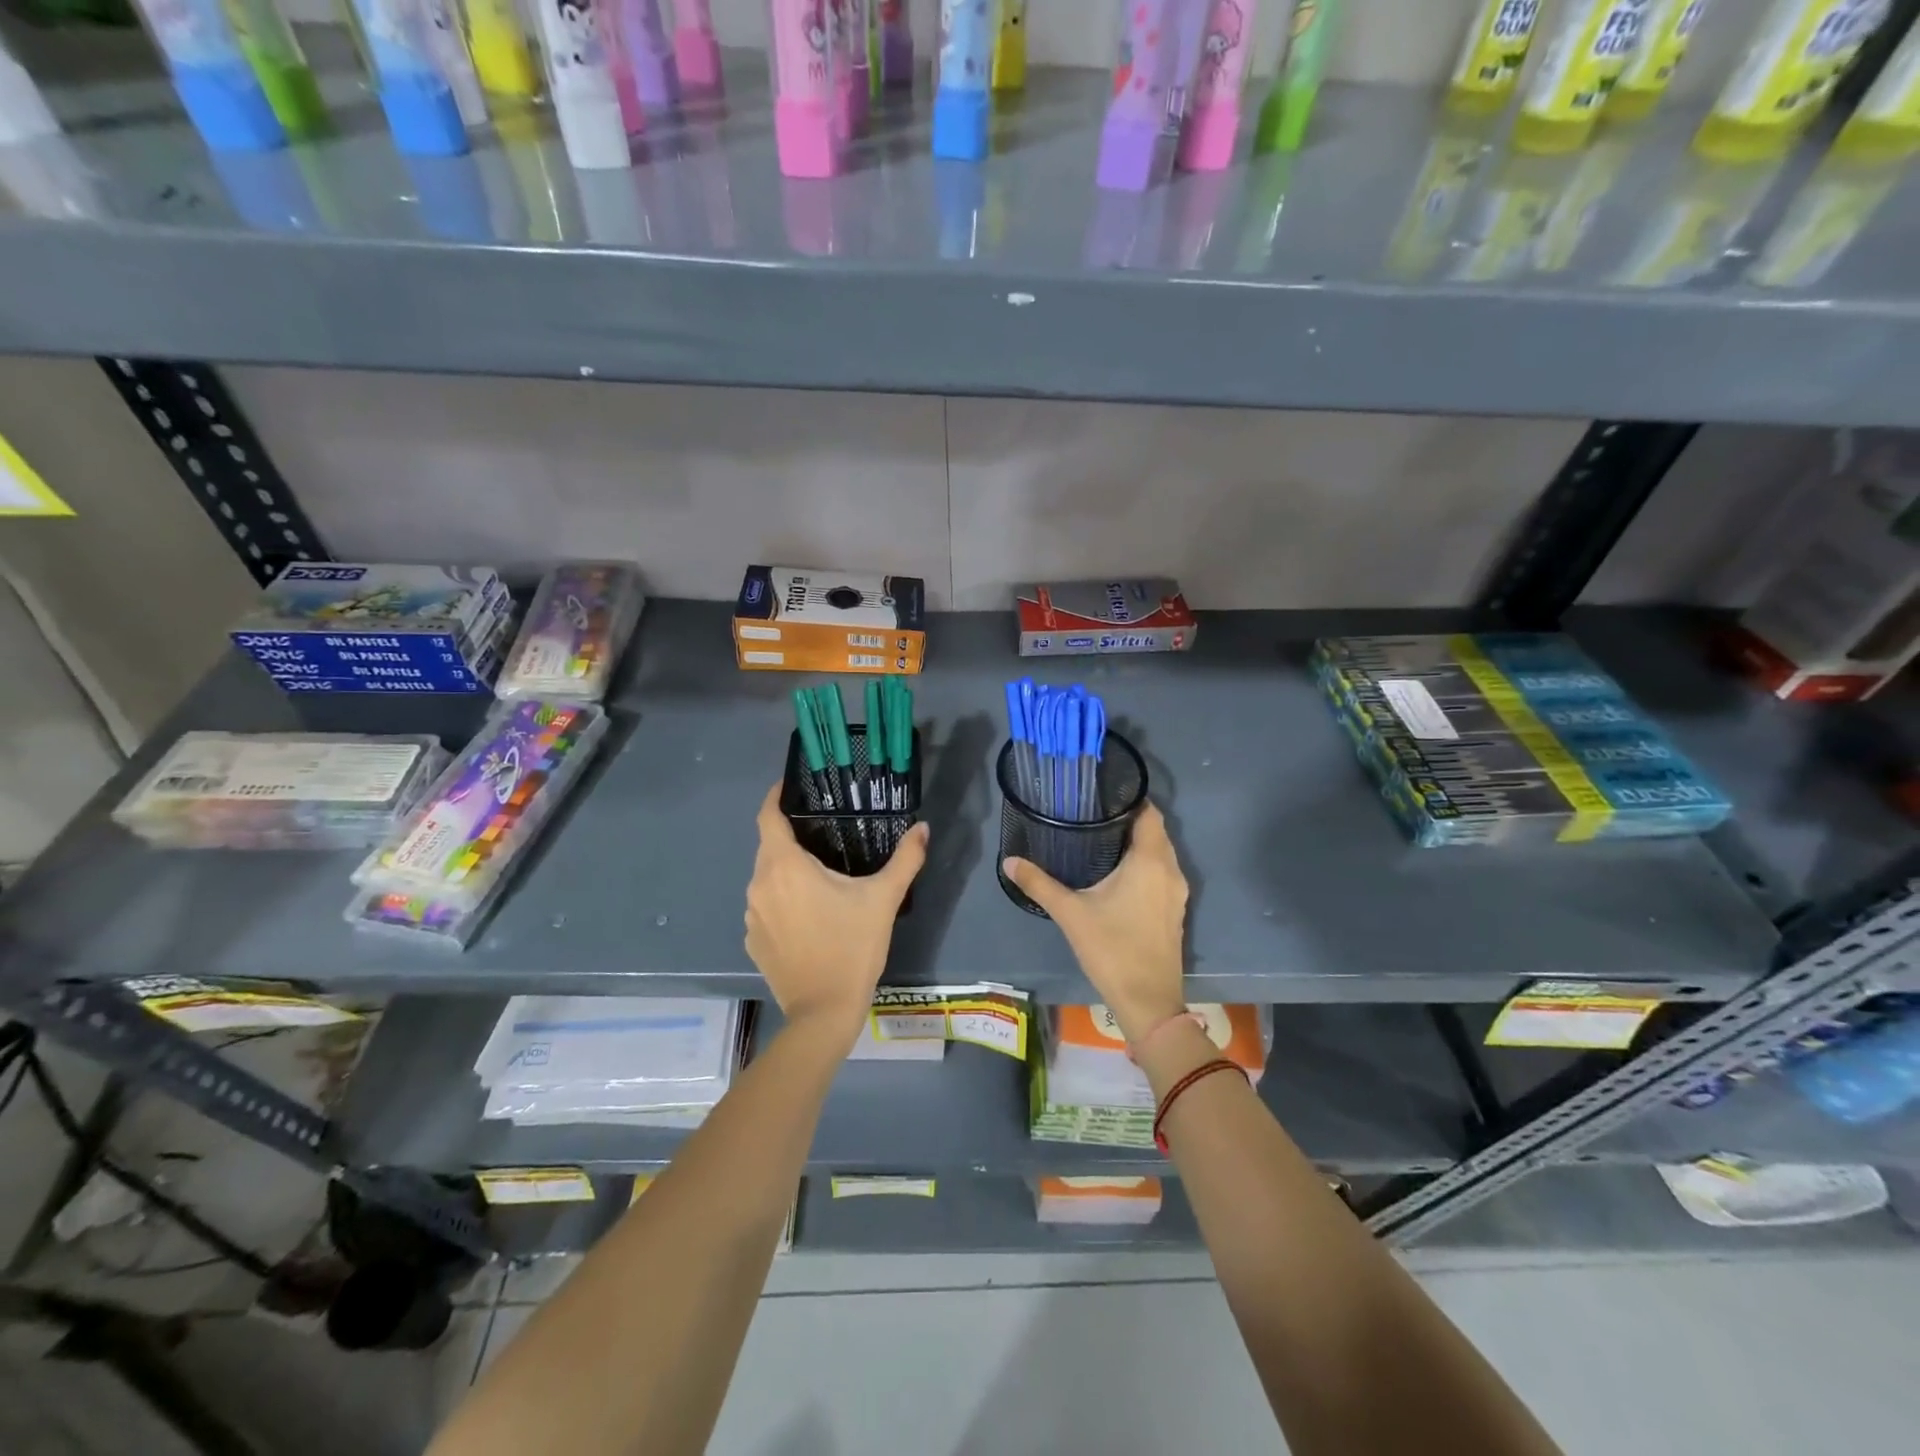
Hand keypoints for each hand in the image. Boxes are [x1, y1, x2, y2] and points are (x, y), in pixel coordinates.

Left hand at [744, 784, 929, 1044]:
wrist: (823, 1012)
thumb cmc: (852, 947)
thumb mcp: (883, 899)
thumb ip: (905, 859)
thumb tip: (923, 828)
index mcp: (784, 866)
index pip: (768, 816)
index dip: (776, 796)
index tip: (792, 786)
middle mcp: (759, 884)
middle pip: (768, 846)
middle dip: (791, 836)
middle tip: (823, 833)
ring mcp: (752, 915)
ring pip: (766, 877)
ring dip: (786, 870)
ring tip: (819, 874)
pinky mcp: (752, 940)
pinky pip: (765, 906)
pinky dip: (781, 899)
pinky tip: (808, 913)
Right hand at [1002, 801, 1188, 1043]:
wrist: (1148, 1002)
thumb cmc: (1112, 949)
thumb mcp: (1070, 913)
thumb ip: (1039, 883)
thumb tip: (1009, 860)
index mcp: (1151, 860)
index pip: (1149, 812)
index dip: (1128, 798)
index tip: (1100, 792)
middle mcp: (1170, 869)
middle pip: (1155, 830)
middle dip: (1128, 818)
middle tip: (1092, 812)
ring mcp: (1176, 891)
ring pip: (1160, 852)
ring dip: (1137, 842)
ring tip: (1100, 836)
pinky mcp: (1174, 909)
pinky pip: (1161, 871)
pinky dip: (1144, 862)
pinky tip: (1117, 870)